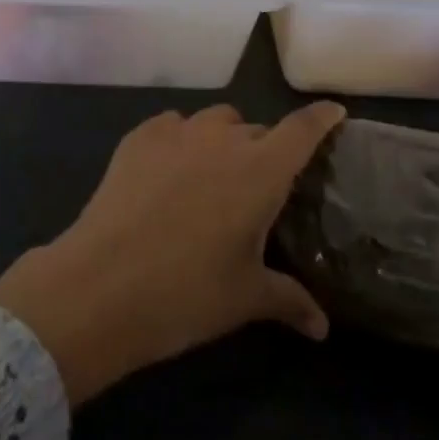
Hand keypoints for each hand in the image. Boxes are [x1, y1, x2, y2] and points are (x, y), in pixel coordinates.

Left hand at [0, 102, 345, 405]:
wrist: (103, 283)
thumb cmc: (188, 292)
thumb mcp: (246, 298)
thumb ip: (289, 300)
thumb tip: (322, 327)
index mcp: (260, 170)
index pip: (301, 130)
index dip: (321, 119)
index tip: (334, 112)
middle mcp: (222, 139)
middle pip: (256, 130)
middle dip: (265, 150)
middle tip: (259, 188)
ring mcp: (177, 132)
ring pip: (214, 122)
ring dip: (223, 141)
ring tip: (213, 177)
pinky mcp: (139, 136)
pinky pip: (172, 126)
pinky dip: (181, 141)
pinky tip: (170, 172)